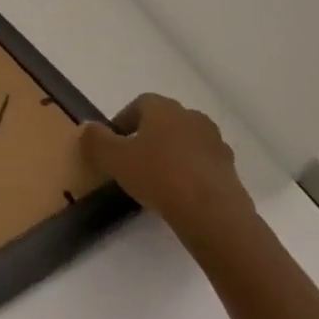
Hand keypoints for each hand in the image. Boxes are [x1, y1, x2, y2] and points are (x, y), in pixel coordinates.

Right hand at [80, 94, 255, 246]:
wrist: (214, 215)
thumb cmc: (159, 176)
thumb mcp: (114, 158)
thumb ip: (96, 140)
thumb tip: (87, 127)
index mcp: (163, 108)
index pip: (139, 104)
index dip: (124, 121)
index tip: (114, 143)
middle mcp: (192, 117)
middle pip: (164, 122)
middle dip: (148, 137)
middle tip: (133, 161)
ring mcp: (215, 143)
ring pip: (185, 143)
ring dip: (171, 155)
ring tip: (157, 180)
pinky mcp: (231, 170)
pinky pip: (203, 165)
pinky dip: (190, 173)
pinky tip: (180, 195)